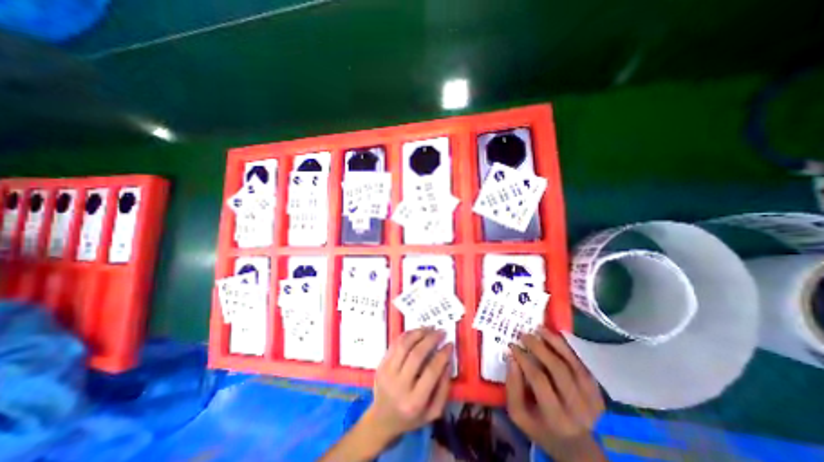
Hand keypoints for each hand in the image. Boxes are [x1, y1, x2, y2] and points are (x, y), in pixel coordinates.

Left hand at [360, 326, 449, 444]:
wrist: (382, 420)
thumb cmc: (411, 417)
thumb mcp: (433, 412)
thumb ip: (444, 388)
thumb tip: (448, 361)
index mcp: (414, 402)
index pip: (431, 372)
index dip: (442, 355)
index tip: (450, 344)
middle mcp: (399, 386)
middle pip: (416, 355)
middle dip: (431, 339)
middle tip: (441, 331)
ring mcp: (387, 373)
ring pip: (403, 345)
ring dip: (418, 333)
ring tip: (429, 328)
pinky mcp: (380, 364)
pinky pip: (394, 344)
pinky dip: (407, 335)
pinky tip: (416, 332)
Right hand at [505, 328, 606, 461]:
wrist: (576, 445)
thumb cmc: (541, 428)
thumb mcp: (519, 414)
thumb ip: (512, 387)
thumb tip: (512, 358)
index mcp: (555, 416)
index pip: (539, 379)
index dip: (524, 358)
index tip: (512, 345)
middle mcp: (577, 408)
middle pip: (558, 369)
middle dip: (539, 347)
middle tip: (524, 334)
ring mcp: (592, 400)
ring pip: (573, 364)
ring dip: (555, 343)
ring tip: (540, 329)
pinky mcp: (598, 392)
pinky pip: (582, 365)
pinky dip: (568, 349)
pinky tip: (556, 338)